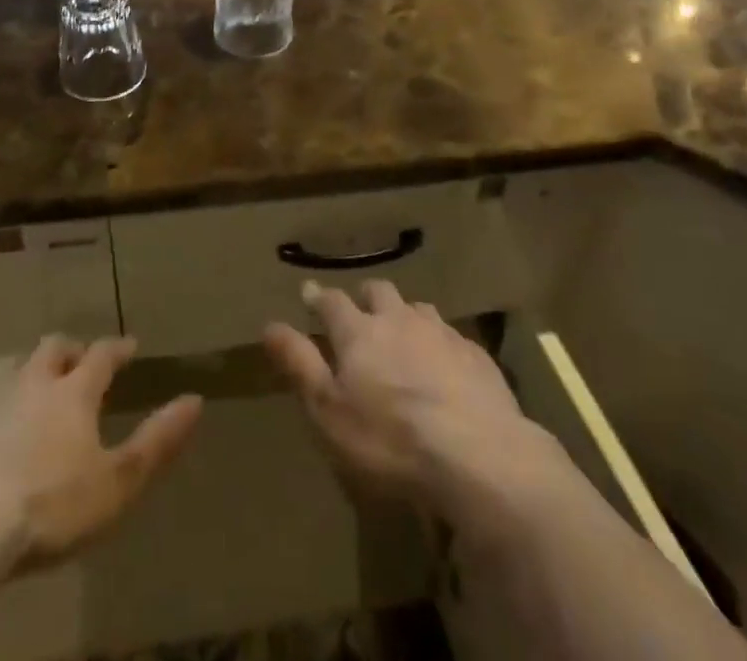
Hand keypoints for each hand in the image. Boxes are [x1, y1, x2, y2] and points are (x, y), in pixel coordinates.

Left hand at [0, 334, 202, 573]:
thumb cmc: (48, 510)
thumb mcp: (117, 484)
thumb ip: (158, 440)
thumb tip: (196, 399)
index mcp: (74, 391)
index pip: (103, 355)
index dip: (118, 348)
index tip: (129, 346)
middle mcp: (32, 377)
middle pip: (53, 347)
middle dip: (69, 350)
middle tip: (76, 361)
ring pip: (10, 363)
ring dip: (24, 368)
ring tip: (28, 384)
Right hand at [263, 280, 569, 527]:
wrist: (478, 455)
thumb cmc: (389, 439)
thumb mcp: (329, 410)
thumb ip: (299, 363)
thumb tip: (269, 324)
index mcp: (359, 331)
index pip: (331, 302)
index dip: (318, 297)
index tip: (309, 293)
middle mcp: (398, 319)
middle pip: (378, 292)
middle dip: (365, 297)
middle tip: (360, 312)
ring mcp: (441, 332)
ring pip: (417, 308)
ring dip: (405, 315)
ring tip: (403, 334)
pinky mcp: (475, 354)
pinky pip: (451, 335)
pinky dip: (439, 342)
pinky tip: (444, 365)